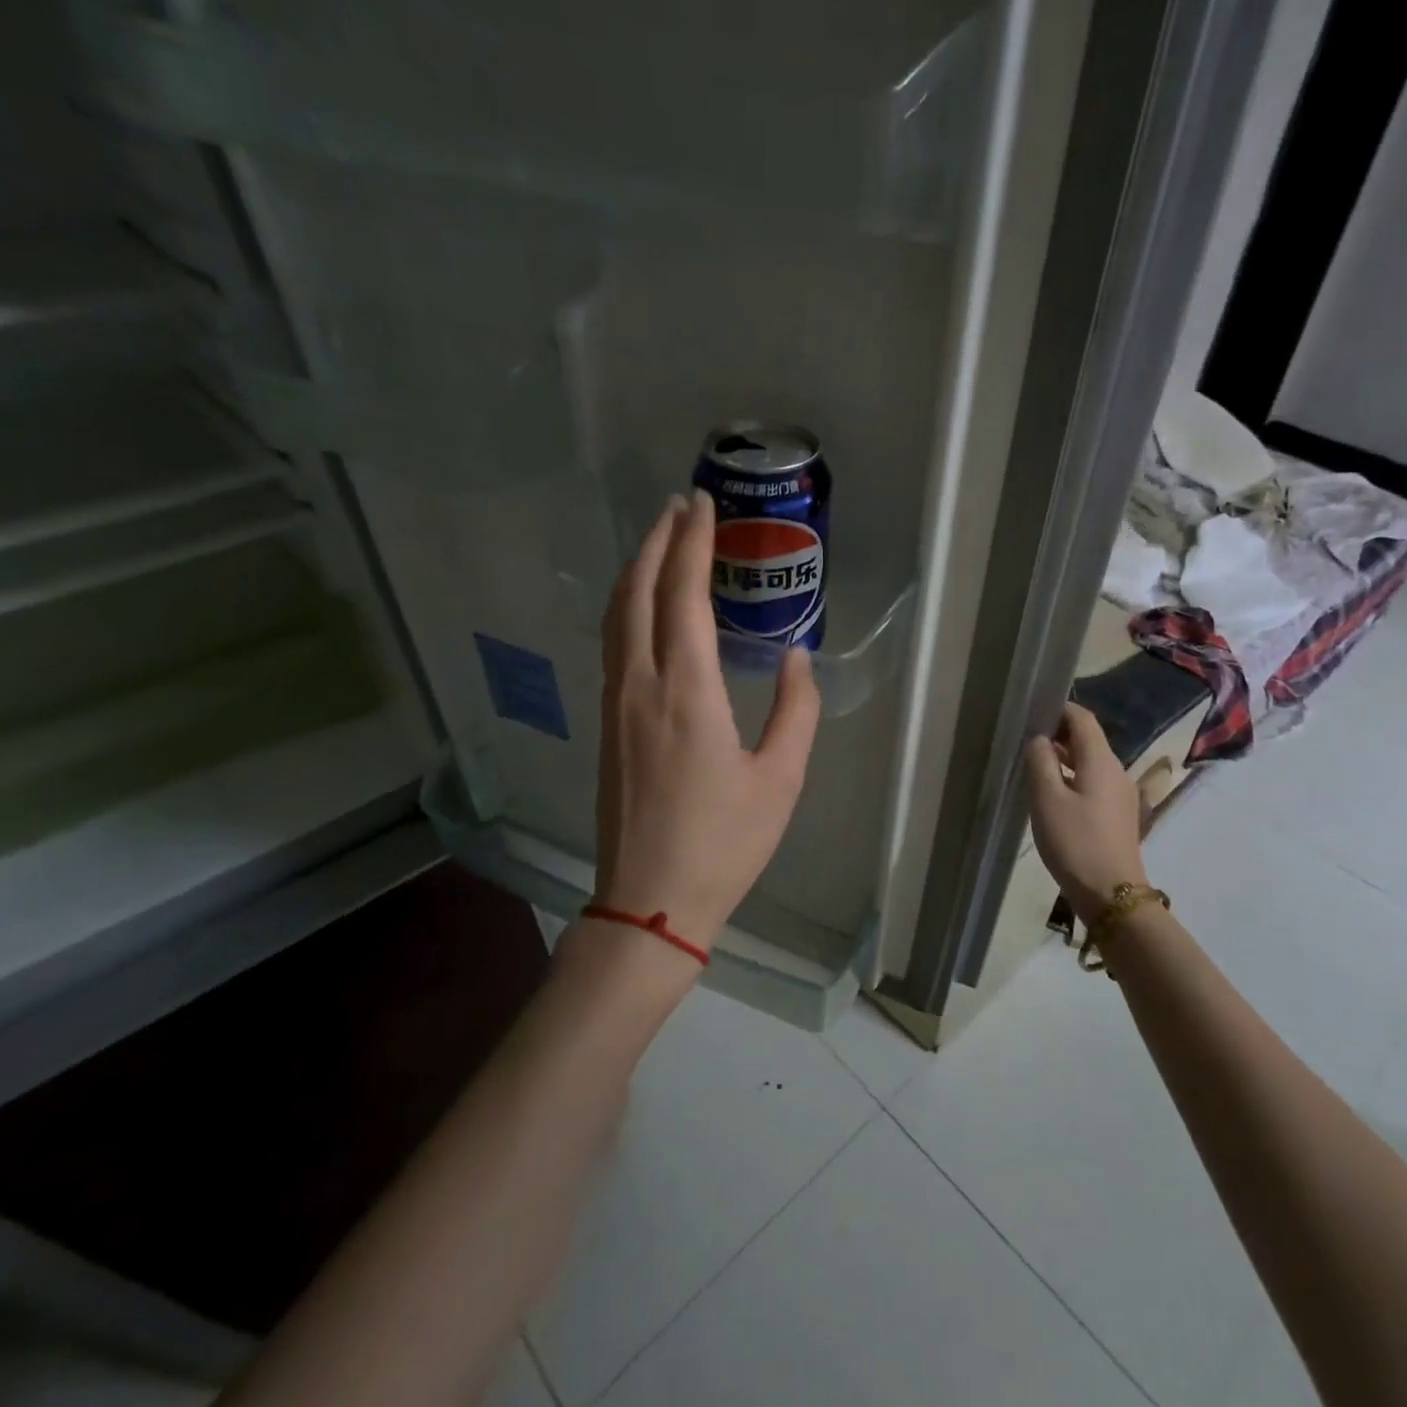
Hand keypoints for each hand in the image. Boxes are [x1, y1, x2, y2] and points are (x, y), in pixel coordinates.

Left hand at [594, 490, 820, 951]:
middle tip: (679, 506)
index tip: (702, 504)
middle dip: (657, 541)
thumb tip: (798, 657)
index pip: (683, 594)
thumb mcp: (781, 779)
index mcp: (686, 691)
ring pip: (616, 616)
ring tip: (658, 542)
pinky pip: (613, 645)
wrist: (650, 902)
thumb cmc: (724, 843)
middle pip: (638, 592)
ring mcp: (616, 704)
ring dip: (636, 570)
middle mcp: (640, 684)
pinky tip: (642, 608)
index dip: (693, 543)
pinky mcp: (608, 725)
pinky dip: (627, 607)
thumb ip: (795, 710)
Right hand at [1024, 703, 1148, 925]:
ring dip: (1065, 757)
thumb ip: (1041, 762)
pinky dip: (1073, 777)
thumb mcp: (1047, 799)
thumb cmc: (1075, 842)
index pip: (1083, 720)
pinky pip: (1094, 783)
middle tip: (1027, 736)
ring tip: (1034, 762)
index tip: (1033, 709)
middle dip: (1060, 733)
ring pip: (1090, 763)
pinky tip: (1052, 792)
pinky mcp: (1118, 815)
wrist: (1112, 893)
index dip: (1060, 709)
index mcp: (1102, 761)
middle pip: (1089, 740)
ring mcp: (1120, 795)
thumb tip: (1039, 739)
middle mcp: (1116, 771)